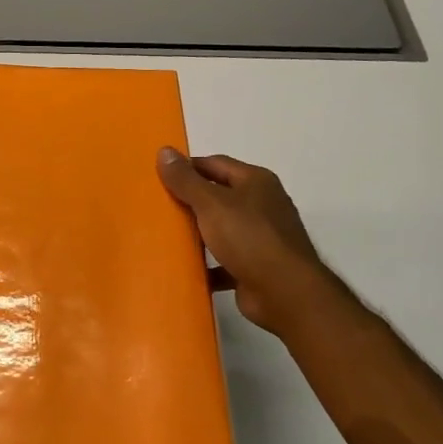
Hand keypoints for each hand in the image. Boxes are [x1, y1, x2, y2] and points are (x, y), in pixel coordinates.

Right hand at [157, 147, 348, 336]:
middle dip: (189, 202)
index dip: (186, 168)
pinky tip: (185, 269)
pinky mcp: (255, 267)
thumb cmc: (249, 237)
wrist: (284, 293)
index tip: (158, 178)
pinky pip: (224, 261)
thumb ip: (186, 180)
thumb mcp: (211, 203)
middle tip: (157, 207)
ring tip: (164, 237)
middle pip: (218, 196)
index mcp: (255, 181)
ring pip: (221, 230)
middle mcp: (262, 205)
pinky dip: (207, 265)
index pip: (214, 164)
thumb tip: (164, 150)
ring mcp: (261, 237)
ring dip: (197, 234)